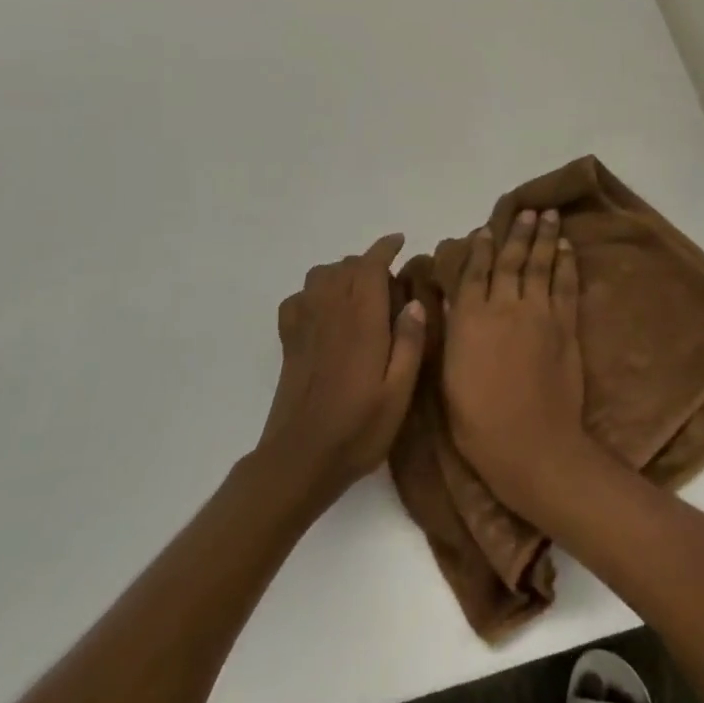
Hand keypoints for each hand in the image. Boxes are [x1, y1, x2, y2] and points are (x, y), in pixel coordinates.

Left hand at [255, 234, 426, 508]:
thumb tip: (414, 301)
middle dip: (368, 263)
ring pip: (320, 276)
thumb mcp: (399, 392)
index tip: (400, 242)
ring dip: (341, 273)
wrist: (299, 461)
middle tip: (389, 281)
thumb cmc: (357, 429)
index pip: (370, 266)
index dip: (385, 248)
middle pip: (346, 266)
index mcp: (361, 320)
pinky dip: (313, 293)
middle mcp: (330, 312)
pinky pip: (298, 298)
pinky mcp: (289, 342)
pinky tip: (325, 312)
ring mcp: (305, 325)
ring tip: (358, 292)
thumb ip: (409, 343)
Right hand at [442, 209, 593, 520]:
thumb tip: (452, 302)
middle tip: (528, 210)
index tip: (486, 229)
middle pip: (511, 260)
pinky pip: (566, 286)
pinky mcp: (565, 326)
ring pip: (541, 265)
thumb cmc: (477, 421)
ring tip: (549, 215)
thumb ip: (453, 333)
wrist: (530, 443)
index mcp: (470, 318)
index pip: (474, 272)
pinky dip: (567, 264)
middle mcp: (504, 306)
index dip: (480, 248)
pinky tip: (568, 249)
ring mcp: (538, 313)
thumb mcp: (448, 377)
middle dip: (519, 233)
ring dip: (546, 238)